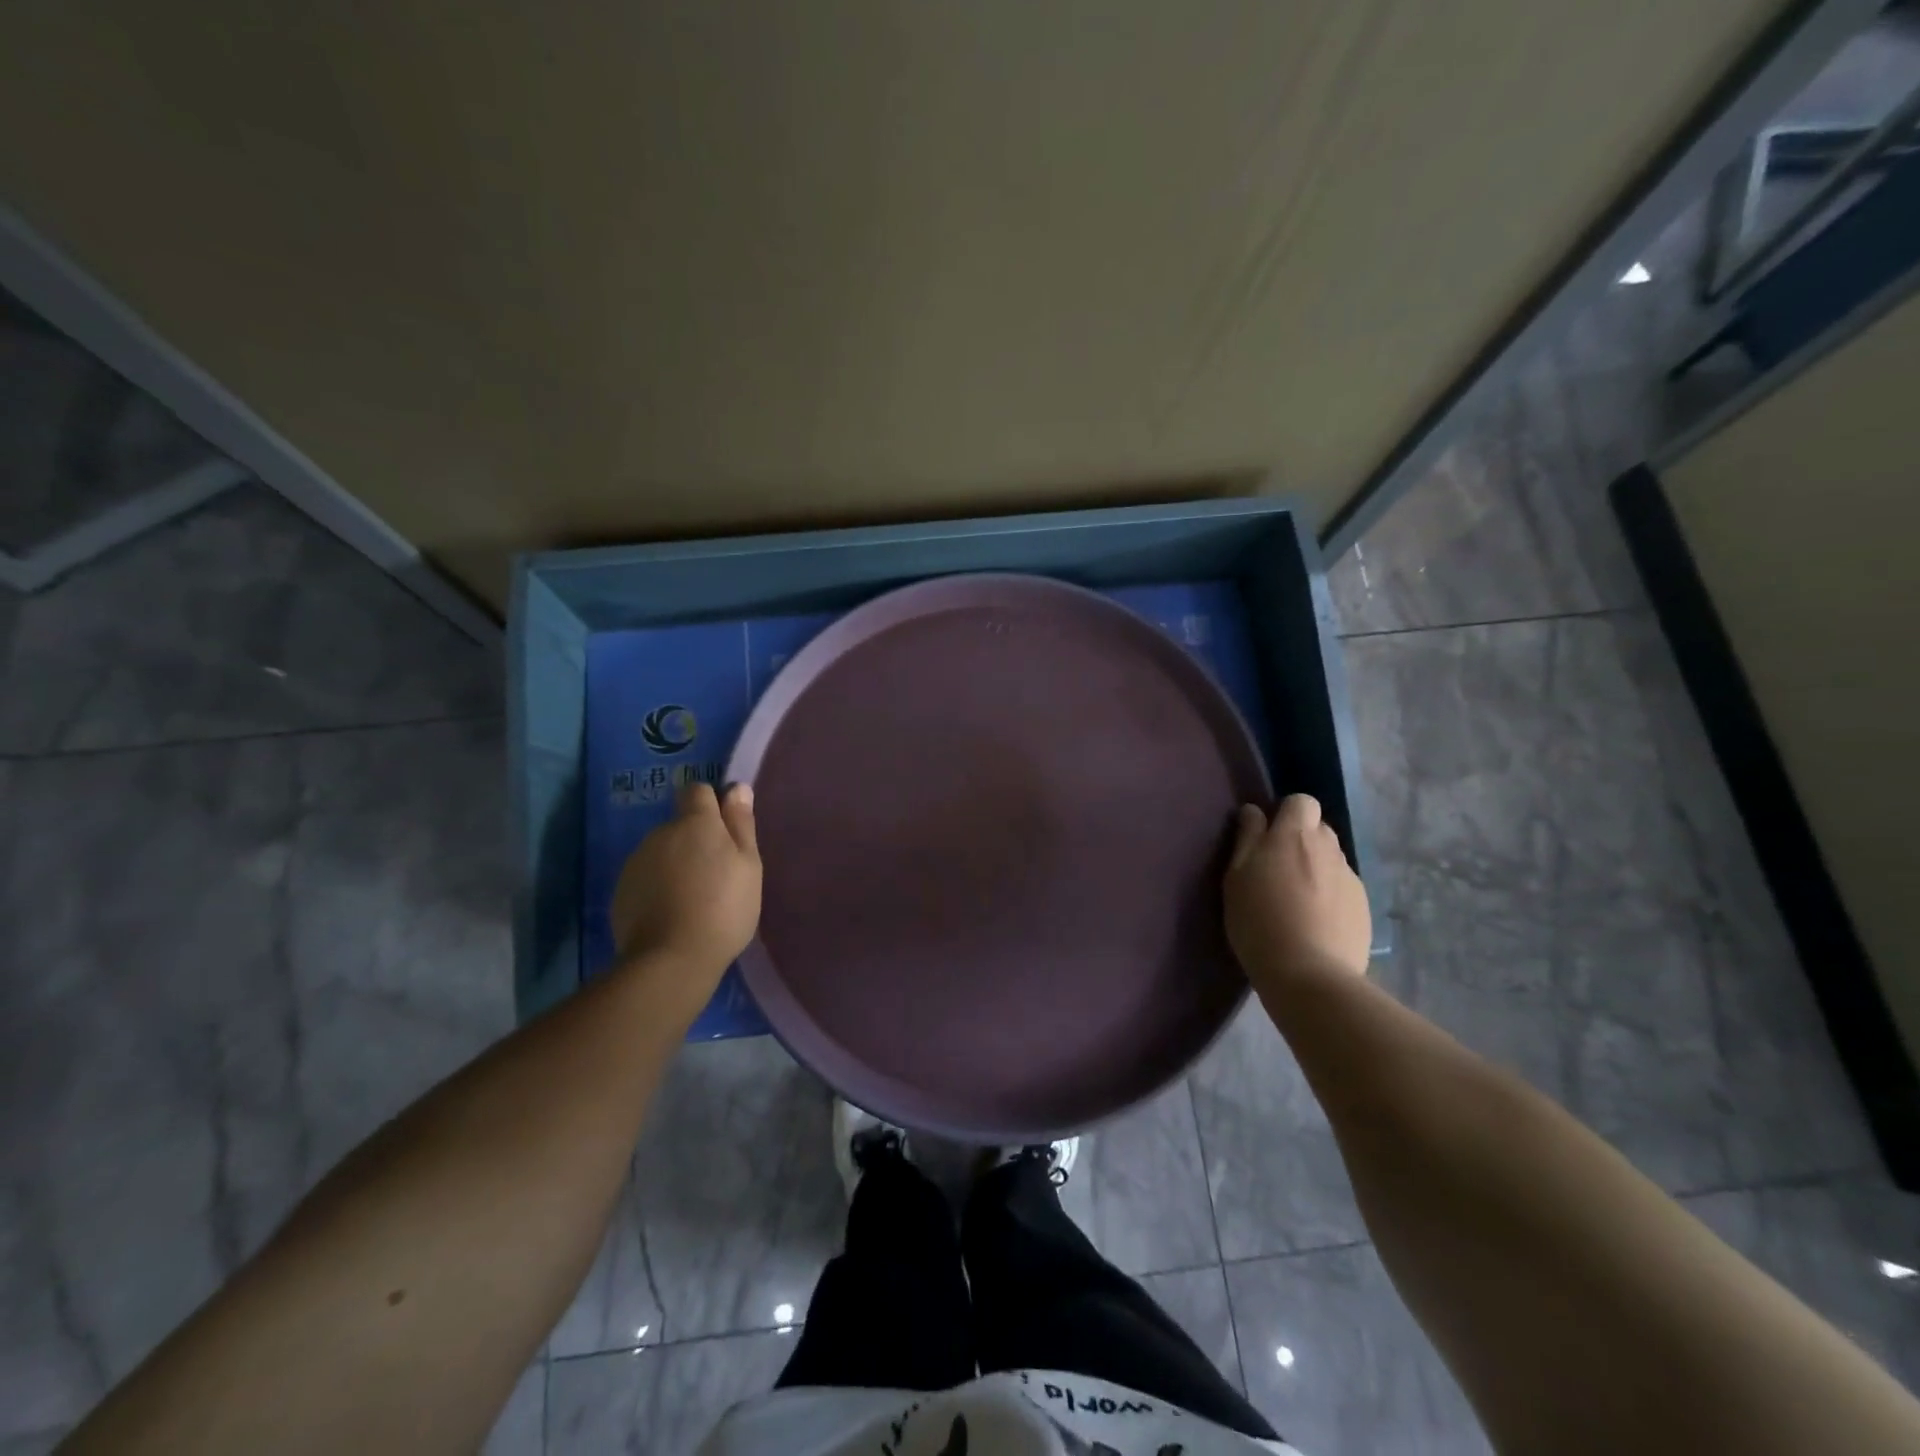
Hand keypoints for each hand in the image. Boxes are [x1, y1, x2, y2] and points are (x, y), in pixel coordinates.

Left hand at [610, 783, 761, 970]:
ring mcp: (637, 861)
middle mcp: (661, 833)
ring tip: (694, 899)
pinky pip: (646, 877)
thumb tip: (737, 788)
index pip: (698, 791)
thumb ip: (741, 824)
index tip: (726, 831)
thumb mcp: (748, 865)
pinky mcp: (621, 890)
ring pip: (662, 851)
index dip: (712, 805)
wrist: (671, 959)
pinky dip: (658, 887)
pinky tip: (672, 913)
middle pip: (680, 825)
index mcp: (695, 823)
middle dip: (696, 840)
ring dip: (676, 863)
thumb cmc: (723, 908)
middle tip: (716, 875)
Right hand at [1223, 793, 1370, 991]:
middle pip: (1319, 828)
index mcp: (1295, 836)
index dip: (1286, 813)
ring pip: (1332, 858)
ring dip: (1315, 867)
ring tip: (1297, 899)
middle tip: (1277, 869)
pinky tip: (1315, 921)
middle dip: (1301, 840)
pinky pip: (1343, 886)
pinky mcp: (1364, 906)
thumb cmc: (1259, 921)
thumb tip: (1254, 811)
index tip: (1267, 837)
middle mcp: (1329, 848)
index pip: (1302, 801)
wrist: (1309, 975)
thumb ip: (1247, 838)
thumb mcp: (1236, 877)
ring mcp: (1350, 878)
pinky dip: (1330, 894)